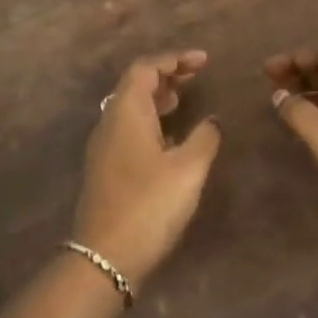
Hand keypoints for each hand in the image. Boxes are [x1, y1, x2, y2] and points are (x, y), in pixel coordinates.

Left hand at [76, 50, 222, 287]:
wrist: (105, 258)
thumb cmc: (149, 205)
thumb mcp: (188, 169)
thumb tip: (213, 120)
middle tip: (196, 75)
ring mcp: (104, 147)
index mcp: (126, 112)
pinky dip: (151, 120)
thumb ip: (205, 138)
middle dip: (166, 74)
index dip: (174, 59)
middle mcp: (110, 122)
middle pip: (135, 84)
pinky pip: (129, 128)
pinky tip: (170, 137)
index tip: (203, 61)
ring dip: (157, 97)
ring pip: (130, 107)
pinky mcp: (106, 168)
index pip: (145, 68)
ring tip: (184, 99)